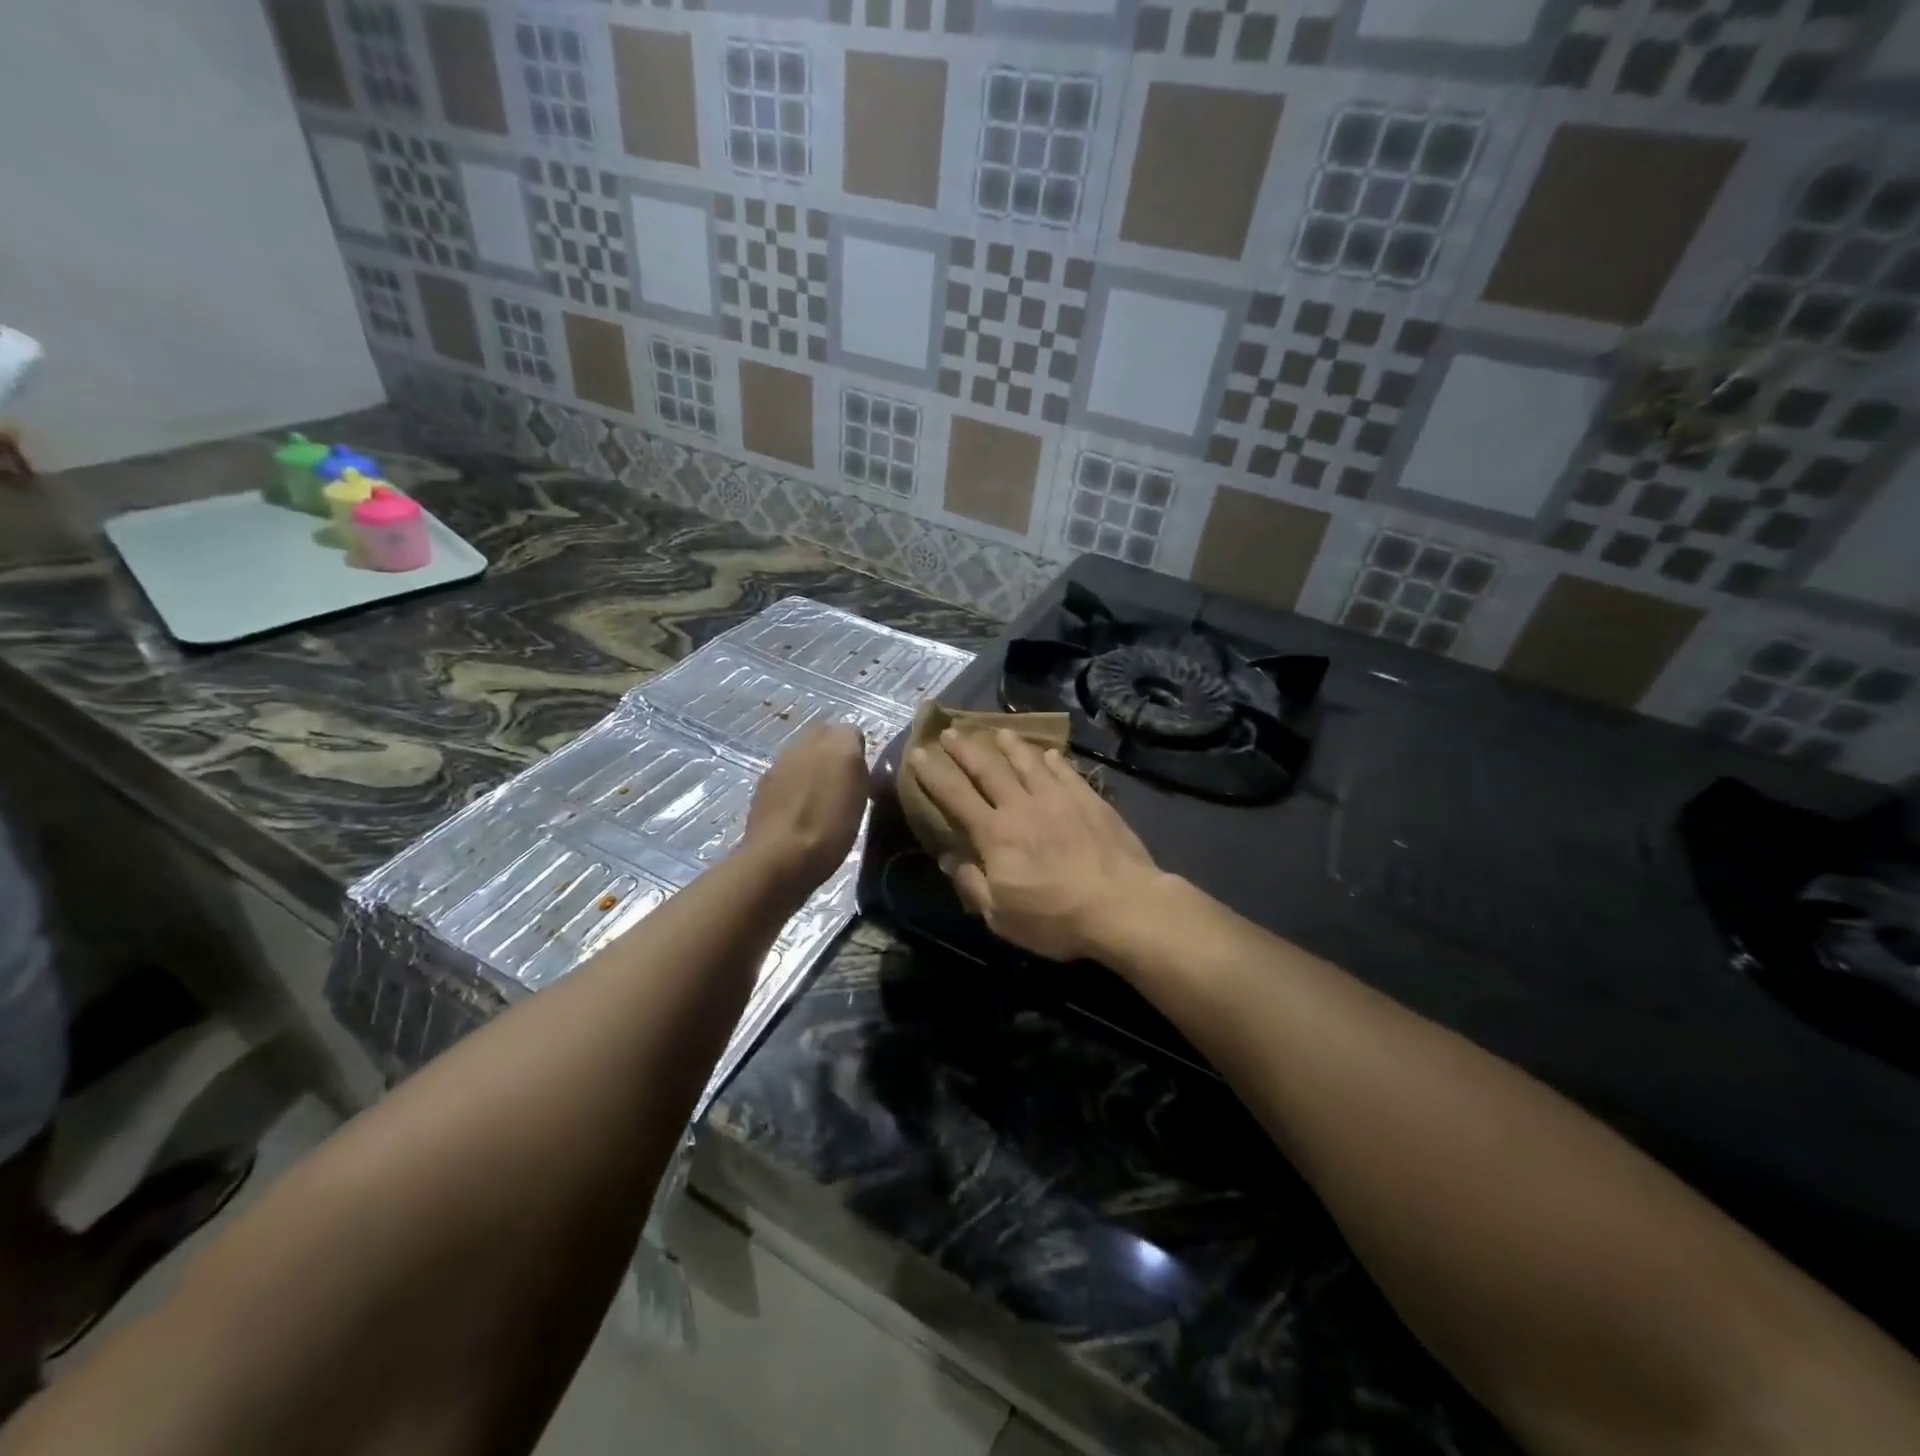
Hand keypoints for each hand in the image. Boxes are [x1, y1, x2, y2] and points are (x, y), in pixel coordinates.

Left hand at [741, 723, 868, 897]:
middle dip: (834, 752)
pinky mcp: (764, 783)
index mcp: (836, 743)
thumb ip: (859, 767)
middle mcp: (806, 744)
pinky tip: (799, 810)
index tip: (862, 776)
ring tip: (821, 798)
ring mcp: (781, 762)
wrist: (779, 859)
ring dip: (812, 767)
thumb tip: (854, 756)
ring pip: (803, 754)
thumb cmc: (830, 829)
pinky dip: (795, 784)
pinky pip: (787, 773)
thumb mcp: (861, 797)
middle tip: (843, 782)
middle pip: (824, 736)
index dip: (858, 752)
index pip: (852, 732)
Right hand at [910, 728, 1163, 962]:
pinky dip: (1052, 760)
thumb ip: (972, 883)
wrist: (1121, 905)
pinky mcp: (1089, 800)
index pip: (955, 796)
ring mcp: (1058, 798)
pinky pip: (1065, 772)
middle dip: (965, 749)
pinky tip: (1048, 754)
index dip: (934, 774)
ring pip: (1027, 762)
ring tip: (998, 731)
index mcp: (995, 834)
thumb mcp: (1001, 915)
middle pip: (988, 769)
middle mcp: (1021, 806)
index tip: (919, 753)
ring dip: (1009, 745)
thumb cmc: (1055, 917)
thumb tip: (949, 857)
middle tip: (951, 731)